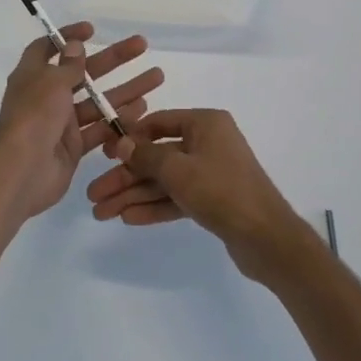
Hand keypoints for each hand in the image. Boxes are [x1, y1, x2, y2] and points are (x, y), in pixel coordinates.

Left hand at [0, 23, 162, 223]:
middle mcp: (47, 97)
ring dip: (126, 89)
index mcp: (34, 76)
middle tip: (142, 46)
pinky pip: (100, 129)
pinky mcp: (74, 147)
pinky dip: (119, 120)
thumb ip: (68, 65)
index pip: (47, 48)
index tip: (92, 30)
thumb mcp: (50, 82)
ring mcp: (61, 123)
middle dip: (113, 59)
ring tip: (156, 77)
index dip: (68, 37)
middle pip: (84, 72)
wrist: (21, 171)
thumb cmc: (33, 117)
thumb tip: (74, 45)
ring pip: (98, 102)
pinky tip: (142, 110)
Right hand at [86, 109, 308, 281]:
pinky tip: (128, 218)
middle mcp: (208, 143)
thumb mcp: (178, 170)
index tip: (103, 155)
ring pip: (164, 181)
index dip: (129, 138)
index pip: (158, 122)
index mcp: (205, 123)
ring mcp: (211, 172)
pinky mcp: (213, 199)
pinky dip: (154, 207)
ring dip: (134, 196)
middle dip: (125, 177)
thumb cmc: (222, 190)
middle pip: (157, 156)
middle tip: (94, 196)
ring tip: (102, 213)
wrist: (267, 238)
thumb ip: (146, 156)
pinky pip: (177, 198)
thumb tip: (122, 143)